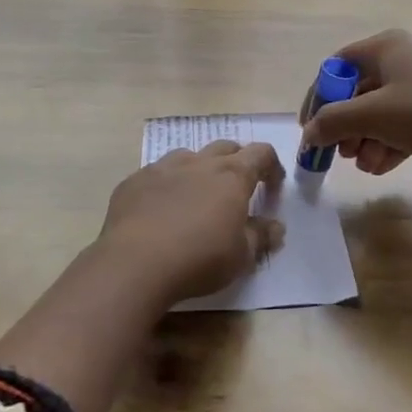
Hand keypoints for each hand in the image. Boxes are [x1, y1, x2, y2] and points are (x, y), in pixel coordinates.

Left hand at [94, 141, 285, 307]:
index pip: (261, 153)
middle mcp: (199, 162)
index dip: (271, 166)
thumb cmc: (199, 258)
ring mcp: (163, 167)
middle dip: (237, 162)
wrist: (135, 263)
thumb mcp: (241, 256)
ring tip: (197, 196)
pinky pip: (157, 174)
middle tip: (237, 189)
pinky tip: (161, 209)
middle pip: (226, 147)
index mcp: (231, 176)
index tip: (272, 186)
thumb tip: (276, 227)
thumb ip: (261, 236)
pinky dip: (167, 185)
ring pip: (189, 156)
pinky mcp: (135, 180)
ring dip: (200, 169)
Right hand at [298, 30, 411, 182]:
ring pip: (381, 112)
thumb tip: (309, 133)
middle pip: (359, 92)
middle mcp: (405, 59)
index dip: (319, 97)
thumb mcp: (372, 116)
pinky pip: (403, 124)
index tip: (311, 129)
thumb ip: (332, 122)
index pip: (337, 66)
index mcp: (387, 47)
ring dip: (367, 140)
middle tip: (340, 154)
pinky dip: (389, 144)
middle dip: (346, 126)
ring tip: (366, 166)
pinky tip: (382, 168)